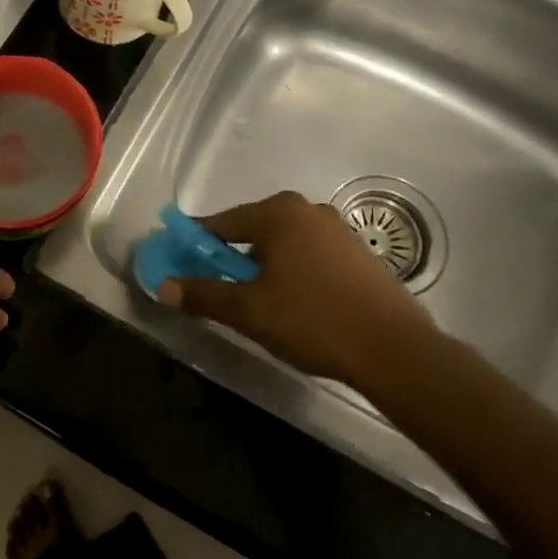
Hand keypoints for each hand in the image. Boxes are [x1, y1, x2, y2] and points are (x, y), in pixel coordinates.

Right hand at [158, 191, 440, 387]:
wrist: (394, 349)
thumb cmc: (313, 320)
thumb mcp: (249, 311)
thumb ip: (203, 295)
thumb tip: (163, 287)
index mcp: (278, 213)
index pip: (221, 222)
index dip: (196, 243)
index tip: (178, 260)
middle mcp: (308, 210)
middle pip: (253, 230)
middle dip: (231, 256)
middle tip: (218, 288)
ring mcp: (338, 230)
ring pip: (283, 243)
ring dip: (263, 265)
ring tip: (257, 301)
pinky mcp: (358, 253)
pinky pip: (310, 255)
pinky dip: (292, 271)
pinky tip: (295, 303)